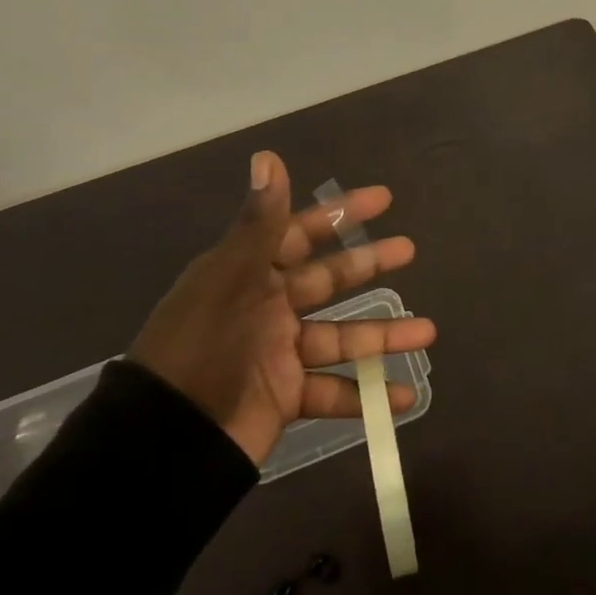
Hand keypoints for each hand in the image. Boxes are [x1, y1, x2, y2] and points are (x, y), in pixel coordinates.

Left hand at [129, 150, 435, 465]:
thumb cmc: (203, 346)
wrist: (167, 439)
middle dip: (369, 264)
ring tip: (428, 332)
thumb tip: (268, 155)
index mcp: (250, 273)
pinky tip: (402, 397)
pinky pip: (333, 392)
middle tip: (410, 249)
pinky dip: (367, 396)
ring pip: (341, 337)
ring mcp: (279, 354)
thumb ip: (260, 222)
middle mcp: (267, 307)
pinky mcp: (285, 397)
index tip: (384, 199)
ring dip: (383, 336)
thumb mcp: (231, 278)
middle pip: (328, 280)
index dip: (342, 214)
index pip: (303, 232)